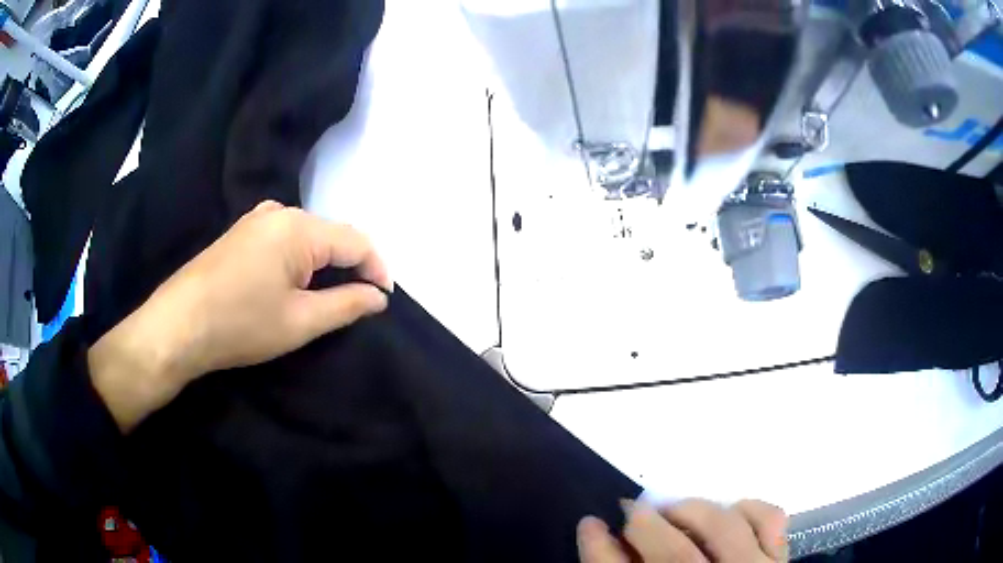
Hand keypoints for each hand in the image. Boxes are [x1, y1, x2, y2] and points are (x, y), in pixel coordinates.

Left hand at [88, 201, 391, 431]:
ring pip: (307, 236)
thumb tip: (379, 297)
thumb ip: (346, 305)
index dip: (377, 269)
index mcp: (298, 228)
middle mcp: (279, 212)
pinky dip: (300, 259)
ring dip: (324, 263)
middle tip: (358, 302)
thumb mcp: (300, 322)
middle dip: (350, 267)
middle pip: (331, 235)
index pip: (356, 241)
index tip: (384, 300)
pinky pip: (284, 238)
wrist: (178, 325)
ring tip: (327, 297)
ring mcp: (256, 219)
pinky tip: (292, 283)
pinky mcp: (240, 233)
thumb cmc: (240, 324)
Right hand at [578, 499, 787, 562]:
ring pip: (721, 528)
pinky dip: (748, 508)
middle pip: (672, 554)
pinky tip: (729, 513)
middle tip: (631, 513)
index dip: (598, 549)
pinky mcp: (778, 562)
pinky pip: (770, 520)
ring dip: (691, 510)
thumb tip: (600, 541)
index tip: (589, 524)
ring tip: (674, 511)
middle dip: (643, 524)